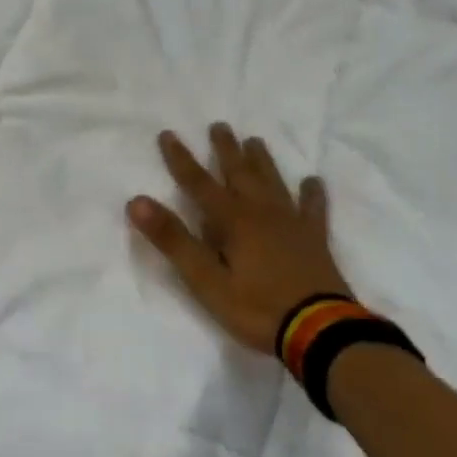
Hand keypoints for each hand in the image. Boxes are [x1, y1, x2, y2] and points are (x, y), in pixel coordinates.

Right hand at [128, 124, 351, 355]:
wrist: (319, 331)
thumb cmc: (256, 307)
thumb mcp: (205, 280)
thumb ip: (173, 240)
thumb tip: (137, 201)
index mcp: (232, 220)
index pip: (198, 183)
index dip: (180, 159)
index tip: (167, 134)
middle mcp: (261, 212)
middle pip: (239, 173)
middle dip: (225, 149)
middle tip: (219, 126)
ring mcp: (292, 223)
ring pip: (273, 182)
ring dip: (261, 161)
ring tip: (255, 141)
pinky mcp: (315, 239)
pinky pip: (313, 209)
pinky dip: (312, 194)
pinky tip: (313, 182)